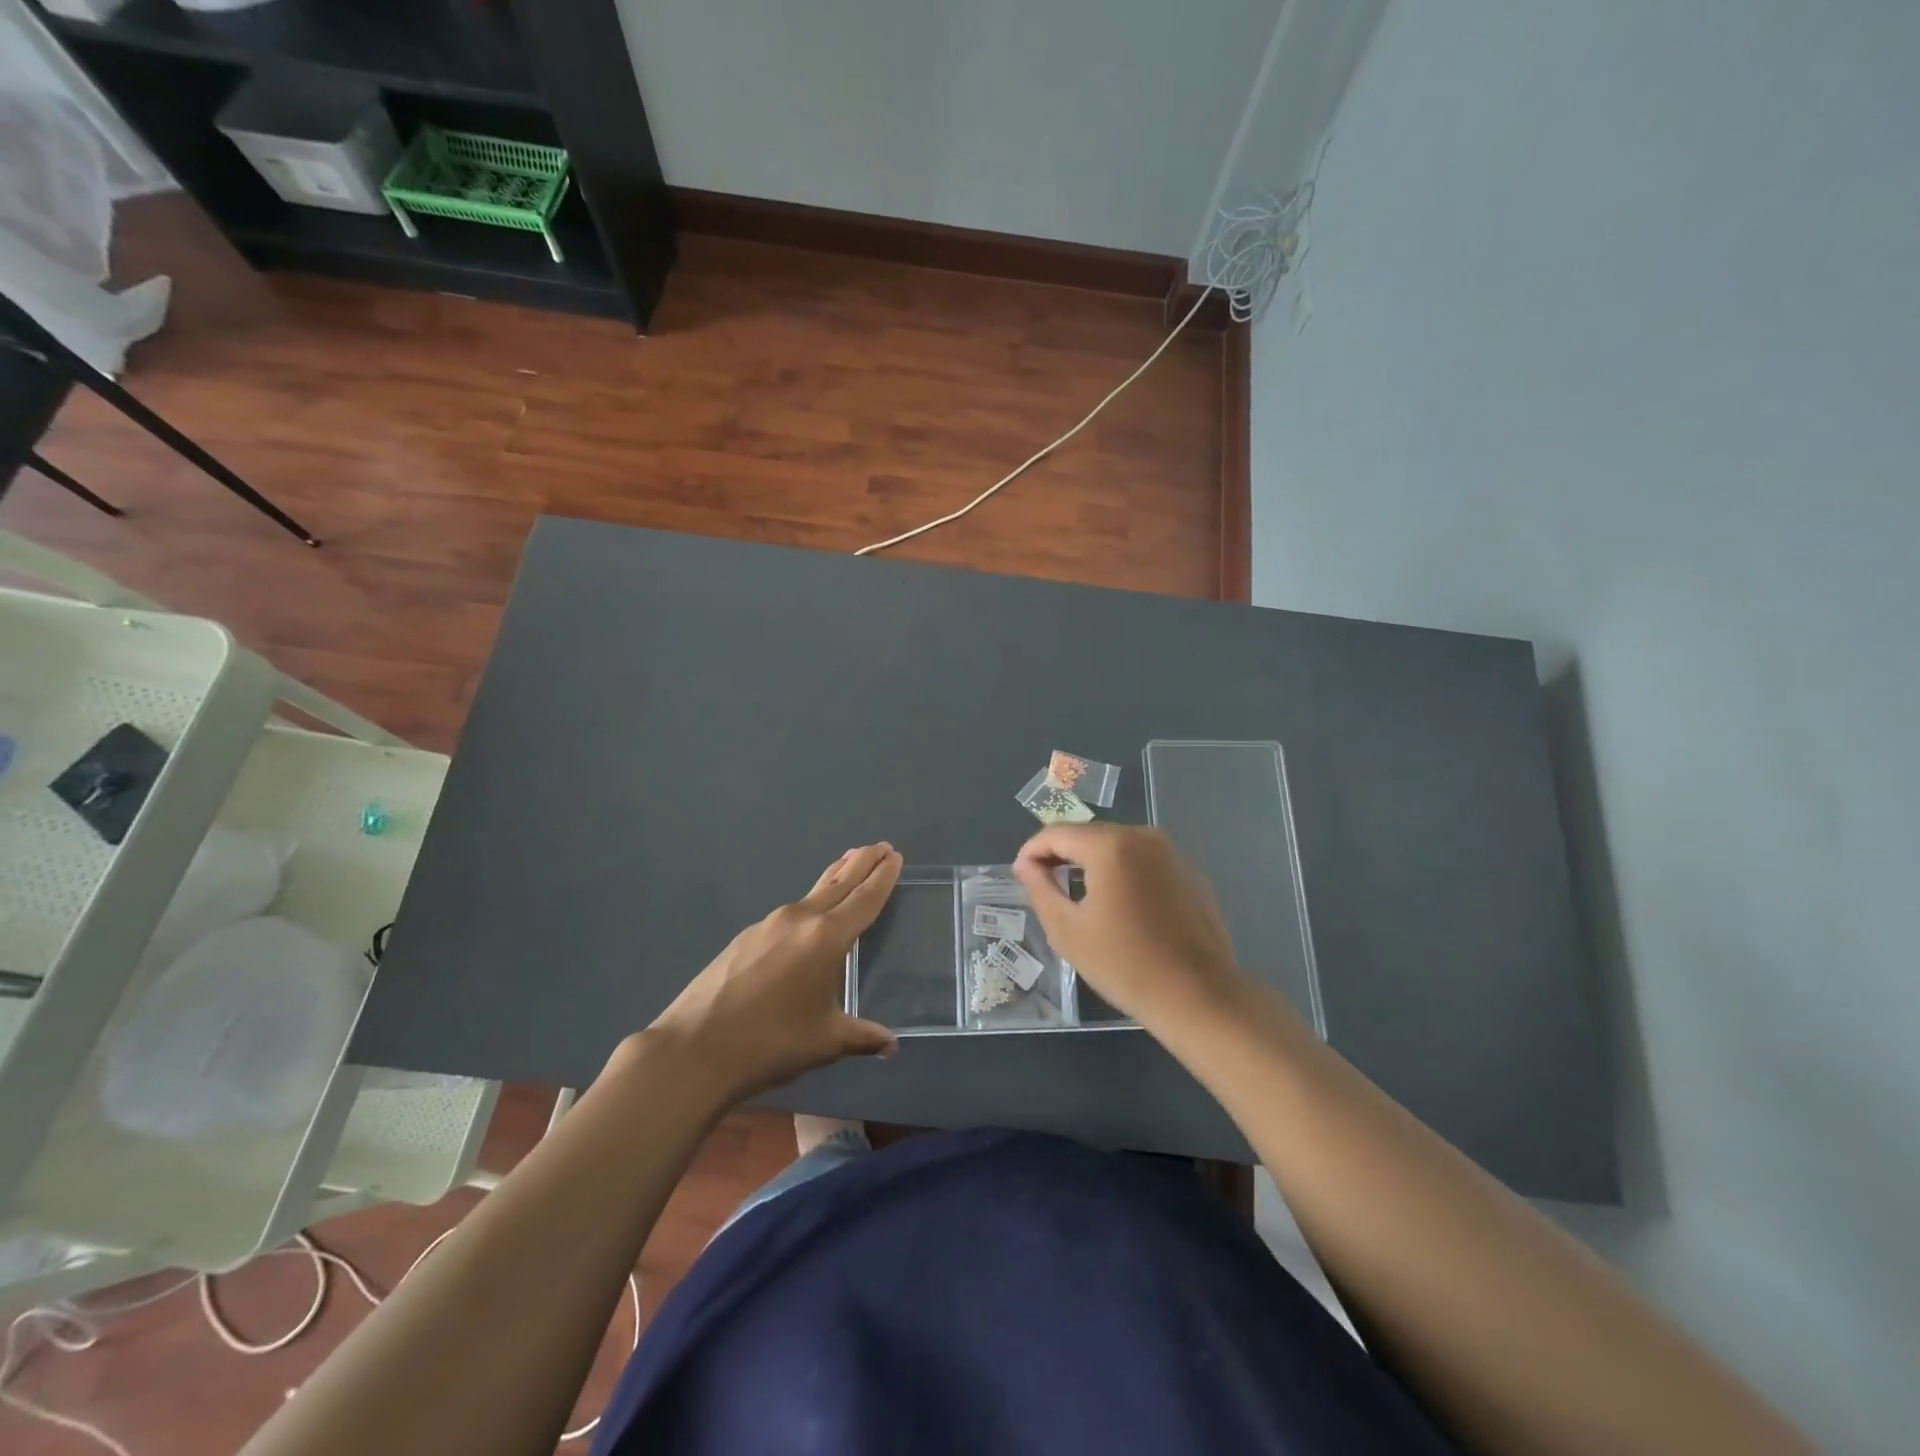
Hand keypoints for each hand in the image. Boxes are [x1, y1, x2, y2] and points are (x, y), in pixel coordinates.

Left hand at [641, 843, 902, 1103]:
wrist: (694, 1049)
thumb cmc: (771, 1043)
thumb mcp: (825, 1042)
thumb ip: (862, 1037)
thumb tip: (891, 1045)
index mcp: (826, 938)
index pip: (864, 899)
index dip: (882, 877)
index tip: (894, 856)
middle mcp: (800, 920)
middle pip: (838, 883)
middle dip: (861, 863)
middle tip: (880, 846)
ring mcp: (768, 924)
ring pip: (812, 894)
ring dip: (833, 879)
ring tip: (847, 867)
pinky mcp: (745, 937)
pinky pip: (789, 912)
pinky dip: (808, 904)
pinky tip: (806, 920)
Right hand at [1013, 823, 1244, 1031]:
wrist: (1198, 996)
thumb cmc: (1124, 964)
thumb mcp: (1067, 929)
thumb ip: (1040, 888)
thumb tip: (1026, 865)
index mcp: (1111, 845)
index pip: (1057, 833)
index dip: (1032, 850)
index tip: (1019, 874)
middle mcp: (1143, 836)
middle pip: (1089, 835)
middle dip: (1061, 855)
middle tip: (1043, 885)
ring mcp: (1172, 853)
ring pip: (1118, 847)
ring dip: (1092, 864)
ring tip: (1075, 895)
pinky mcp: (1190, 873)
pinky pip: (1144, 862)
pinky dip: (1123, 874)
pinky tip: (1118, 906)